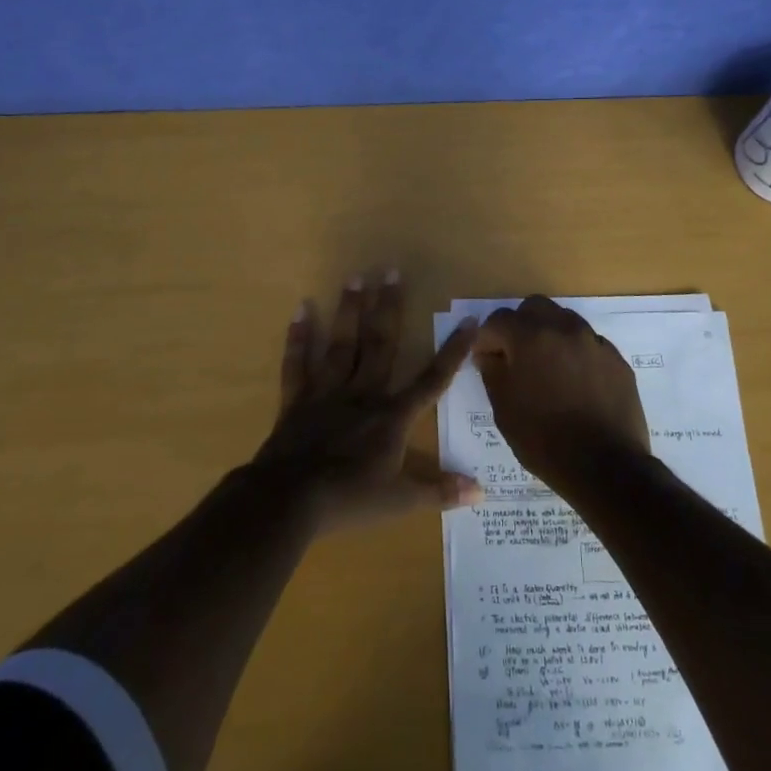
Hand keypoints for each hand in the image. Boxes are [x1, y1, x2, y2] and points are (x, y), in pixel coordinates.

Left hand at [255, 271, 483, 531]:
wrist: (289, 501)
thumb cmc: (349, 499)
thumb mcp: (400, 501)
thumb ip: (439, 491)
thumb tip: (481, 492)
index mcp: (392, 416)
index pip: (431, 380)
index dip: (452, 352)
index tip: (468, 321)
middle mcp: (362, 394)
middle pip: (379, 344)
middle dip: (388, 308)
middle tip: (390, 269)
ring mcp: (327, 393)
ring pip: (342, 345)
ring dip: (349, 310)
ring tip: (354, 277)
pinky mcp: (296, 401)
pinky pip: (298, 364)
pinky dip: (298, 338)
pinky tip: (301, 309)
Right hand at [474, 296, 651, 493]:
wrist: (606, 467)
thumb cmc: (544, 440)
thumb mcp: (504, 409)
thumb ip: (492, 372)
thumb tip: (489, 354)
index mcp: (530, 337)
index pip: (498, 320)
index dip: (487, 339)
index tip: (486, 360)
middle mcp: (564, 328)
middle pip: (534, 308)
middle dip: (520, 326)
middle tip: (516, 356)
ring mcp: (594, 341)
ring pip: (564, 320)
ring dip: (549, 335)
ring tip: (547, 369)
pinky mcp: (616, 359)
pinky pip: (588, 343)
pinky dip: (575, 353)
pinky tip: (575, 383)